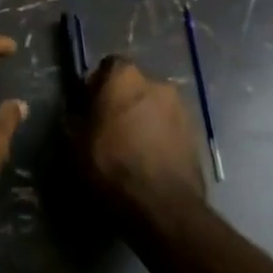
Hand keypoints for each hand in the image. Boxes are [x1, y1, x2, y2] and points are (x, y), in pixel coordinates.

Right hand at [74, 56, 206, 209]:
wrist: (162, 206)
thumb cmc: (111, 165)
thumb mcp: (74, 143)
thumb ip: (75, 119)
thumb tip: (79, 115)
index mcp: (124, 76)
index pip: (107, 67)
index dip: (97, 86)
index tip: (89, 108)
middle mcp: (157, 83)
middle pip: (134, 86)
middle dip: (124, 102)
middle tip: (111, 129)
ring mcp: (182, 108)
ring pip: (155, 107)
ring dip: (145, 120)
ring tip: (134, 149)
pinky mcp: (198, 135)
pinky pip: (171, 128)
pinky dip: (161, 138)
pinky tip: (151, 161)